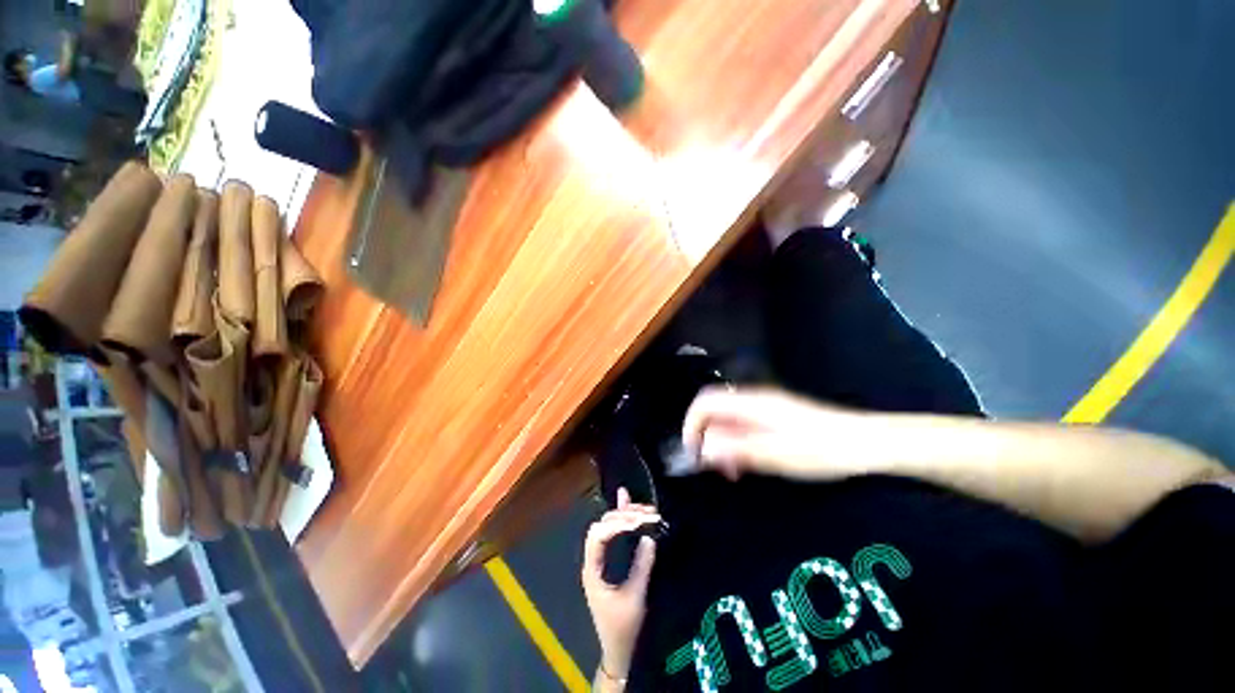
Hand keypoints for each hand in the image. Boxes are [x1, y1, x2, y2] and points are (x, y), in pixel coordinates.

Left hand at [582, 488, 659, 679]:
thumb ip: (641, 566)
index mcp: (592, 569)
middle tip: (647, 514)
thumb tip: (649, 537)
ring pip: (607, 526)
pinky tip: (625, 499)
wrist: (617, 649)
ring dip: (625, 515)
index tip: (638, 522)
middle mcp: (593, 559)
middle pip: (602, 526)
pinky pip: (612, 532)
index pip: (598, 536)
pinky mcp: (609, 558)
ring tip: (645, 510)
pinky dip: (620, 517)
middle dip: (624, 516)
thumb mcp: (634, 598)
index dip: (617, 524)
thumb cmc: (622, 627)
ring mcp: (600, 558)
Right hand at [682, 386, 863, 480]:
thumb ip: (736, 449)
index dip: (692, 423)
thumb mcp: (776, 454)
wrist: (866, 443)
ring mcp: (764, 410)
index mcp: (750, 403)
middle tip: (714, 468)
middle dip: (707, 438)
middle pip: (714, 411)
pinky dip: (737, 445)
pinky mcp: (774, 419)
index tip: (693, 452)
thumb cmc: (821, 449)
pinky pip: (743, 428)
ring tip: (732, 472)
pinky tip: (747, 464)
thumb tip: (703, 450)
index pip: (705, 402)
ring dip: (722, 445)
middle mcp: (753, 401)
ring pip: (728, 422)